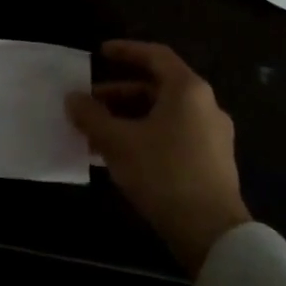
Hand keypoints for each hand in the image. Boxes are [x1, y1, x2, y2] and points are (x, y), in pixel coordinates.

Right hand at [68, 40, 252, 274]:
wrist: (213, 234)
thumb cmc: (164, 174)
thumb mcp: (118, 143)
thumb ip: (92, 117)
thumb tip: (72, 98)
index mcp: (188, 90)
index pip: (156, 56)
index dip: (127, 51)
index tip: (101, 53)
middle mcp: (205, 106)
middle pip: (158, 88)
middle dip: (120, 94)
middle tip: (91, 103)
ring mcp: (212, 136)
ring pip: (164, 115)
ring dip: (130, 119)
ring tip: (98, 135)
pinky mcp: (213, 163)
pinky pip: (173, 136)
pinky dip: (146, 136)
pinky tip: (121, 158)